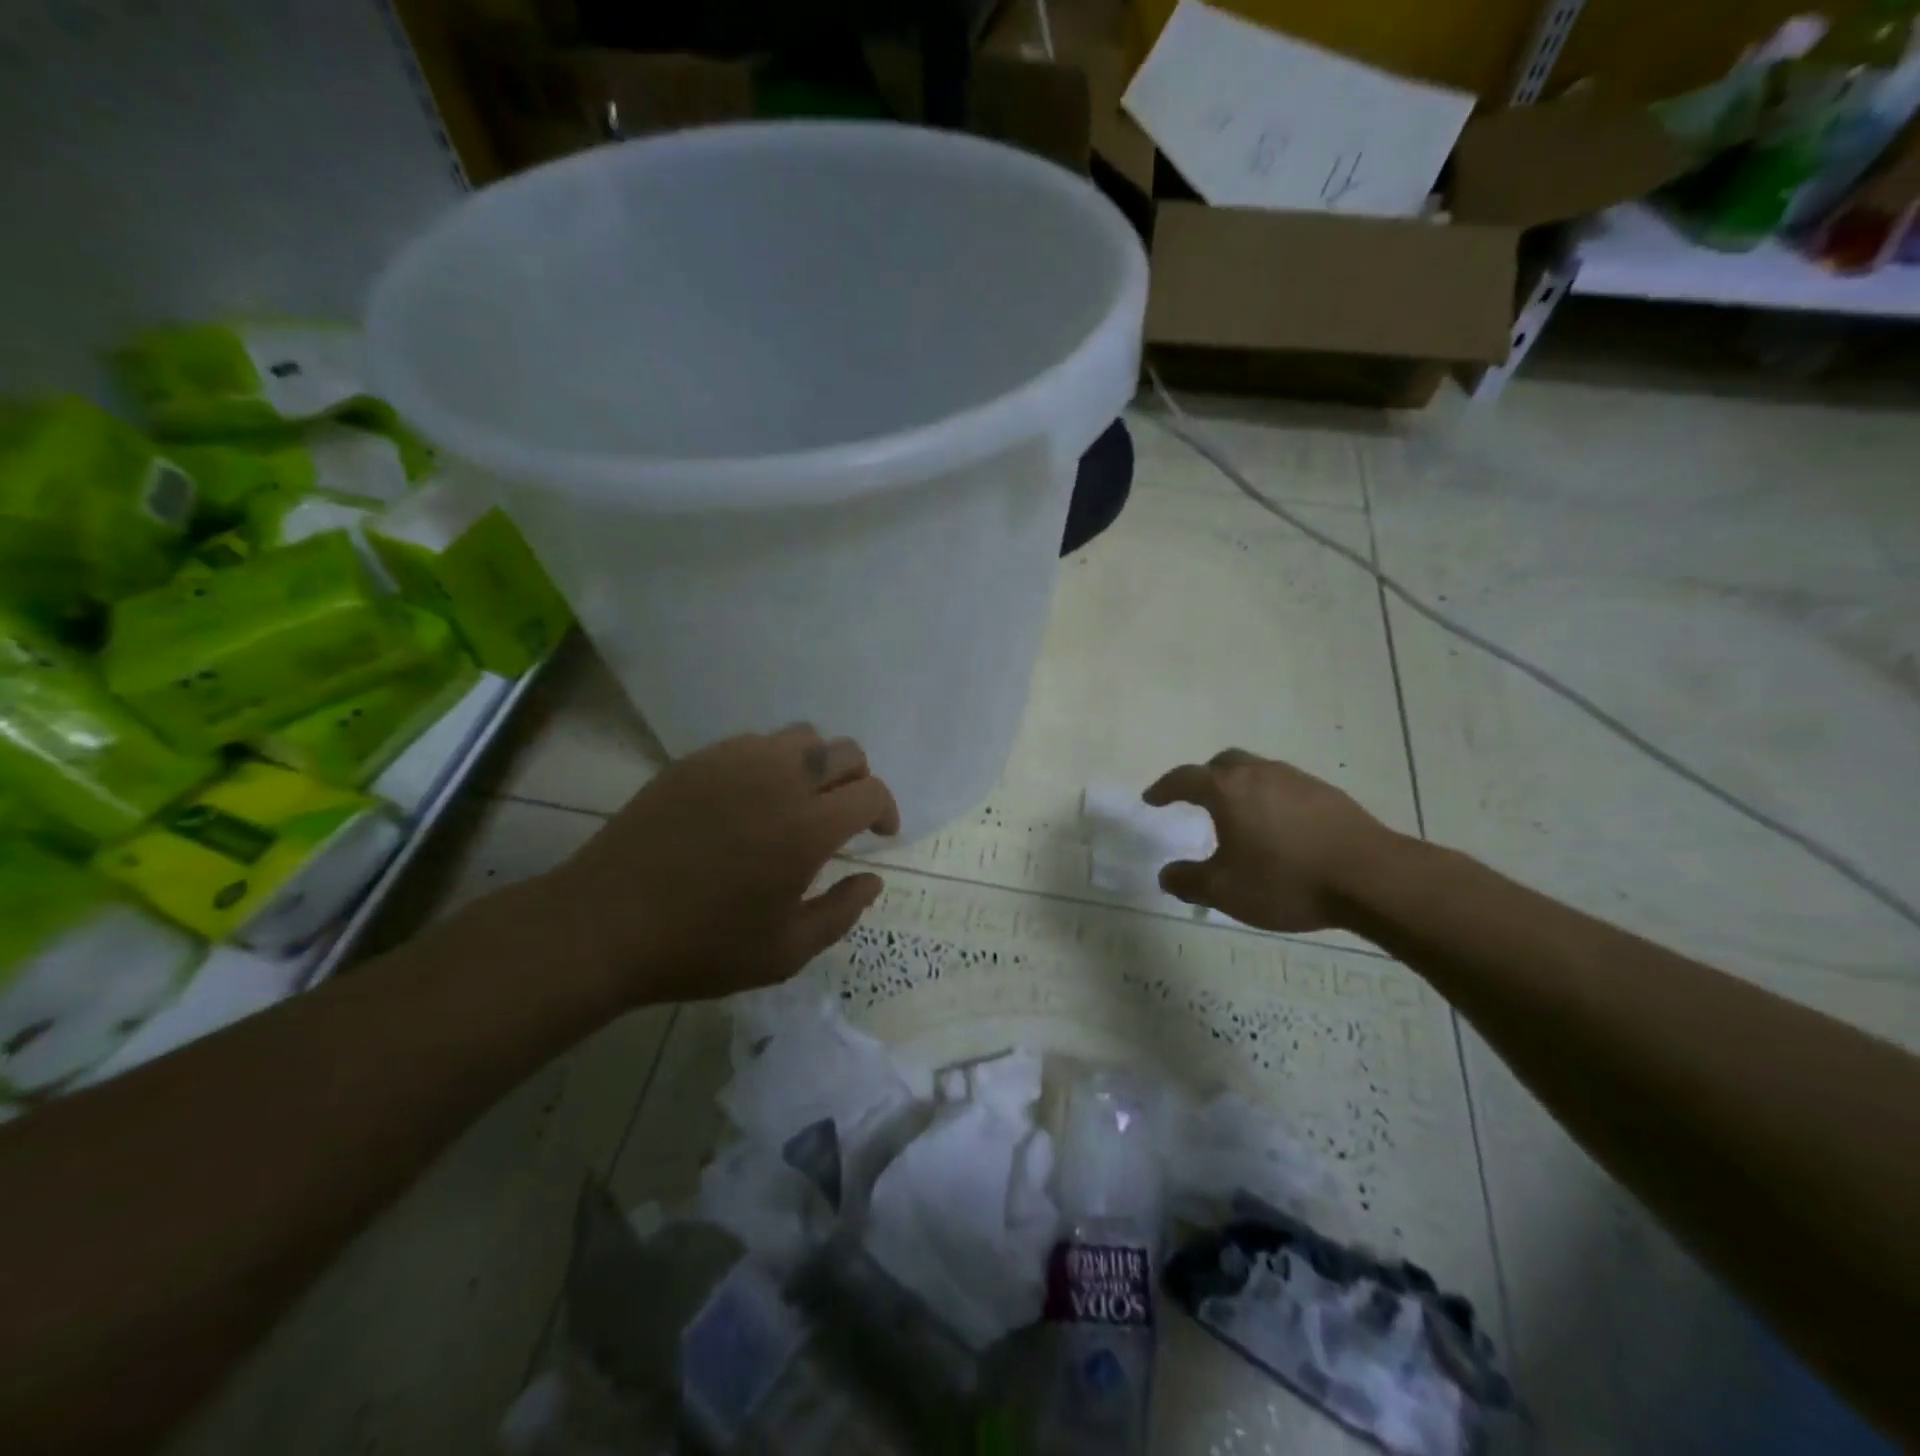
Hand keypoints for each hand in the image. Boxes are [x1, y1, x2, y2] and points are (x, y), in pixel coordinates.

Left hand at [530, 725, 899, 1004]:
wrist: (604, 925)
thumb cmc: (701, 947)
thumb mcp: (785, 952)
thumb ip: (841, 912)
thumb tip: (872, 880)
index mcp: (808, 827)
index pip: (871, 792)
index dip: (886, 810)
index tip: (880, 834)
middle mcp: (780, 780)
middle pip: (845, 751)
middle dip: (859, 780)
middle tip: (845, 815)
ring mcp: (735, 762)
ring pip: (801, 736)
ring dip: (817, 764)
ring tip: (800, 800)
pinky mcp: (698, 760)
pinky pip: (754, 743)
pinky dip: (772, 762)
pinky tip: (752, 799)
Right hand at [1142, 750, 1394, 932]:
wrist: (1371, 878)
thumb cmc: (1285, 880)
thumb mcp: (1224, 891)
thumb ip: (1188, 881)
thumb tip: (1166, 874)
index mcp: (1227, 790)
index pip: (1185, 779)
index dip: (1164, 789)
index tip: (1152, 799)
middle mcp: (1259, 774)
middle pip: (1224, 763)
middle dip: (1204, 778)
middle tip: (1196, 799)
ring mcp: (1297, 780)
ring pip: (1258, 772)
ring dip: (1241, 787)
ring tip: (1240, 816)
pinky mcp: (1328, 795)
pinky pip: (1286, 787)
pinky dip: (1271, 799)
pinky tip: (1280, 829)